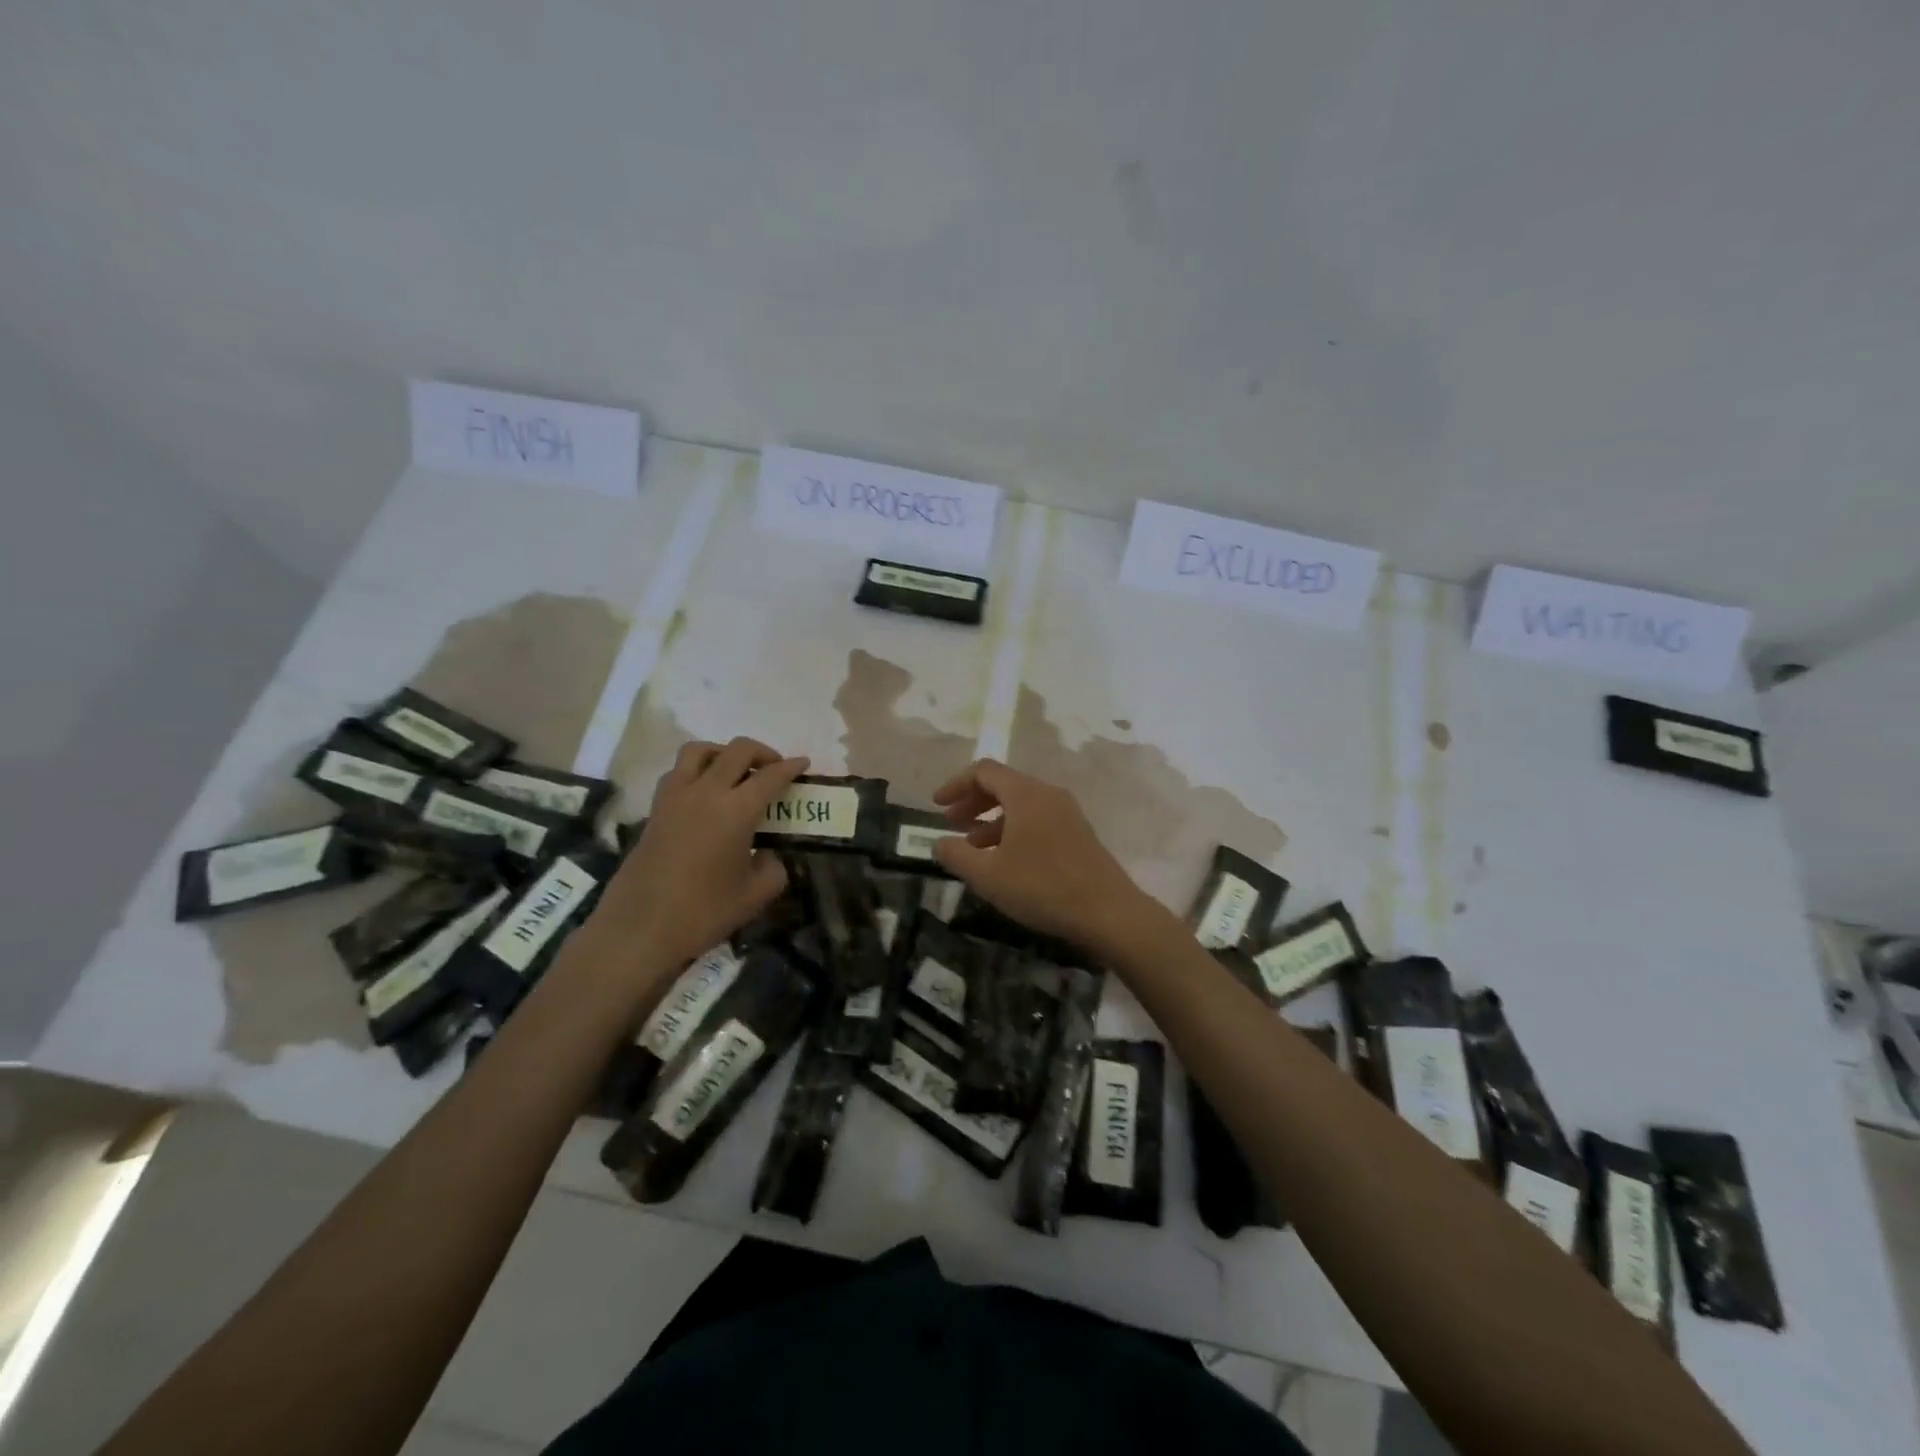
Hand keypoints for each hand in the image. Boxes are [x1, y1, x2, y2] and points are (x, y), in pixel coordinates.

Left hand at [586, 737, 808, 977]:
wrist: (639, 929)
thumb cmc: (703, 912)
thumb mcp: (755, 895)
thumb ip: (773, 869)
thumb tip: (768, 857)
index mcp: (737, 810)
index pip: (771, 776)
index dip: (792, 767)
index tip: (804, 763)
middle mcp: (706, 792)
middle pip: (738, 750)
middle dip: (762, 752)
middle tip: (775, 768)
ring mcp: (675, 796)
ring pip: (700, 750)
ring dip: (724, 752)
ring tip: (735, 772)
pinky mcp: (655, 808)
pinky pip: (678, 772)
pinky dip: (697, 770)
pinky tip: (705, 794)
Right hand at [931, 758, 1171, 959]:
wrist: (1108, 912)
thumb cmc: (1042, 888)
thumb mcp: (988, 876)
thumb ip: (957, 855)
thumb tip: (940, 842)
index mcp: (1025, 794)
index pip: (984, 771)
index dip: (956, 784)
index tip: (936, 805)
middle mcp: (1047, 794)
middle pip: (1003, 784)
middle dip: (972, 801)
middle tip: (950, 823)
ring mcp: (1067, 812)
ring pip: (1020, 803)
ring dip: (991, 818)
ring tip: (972, 844)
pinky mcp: (1078, 832)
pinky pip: (1037, 818)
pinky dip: (1013, 829)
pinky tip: (1004, 858)